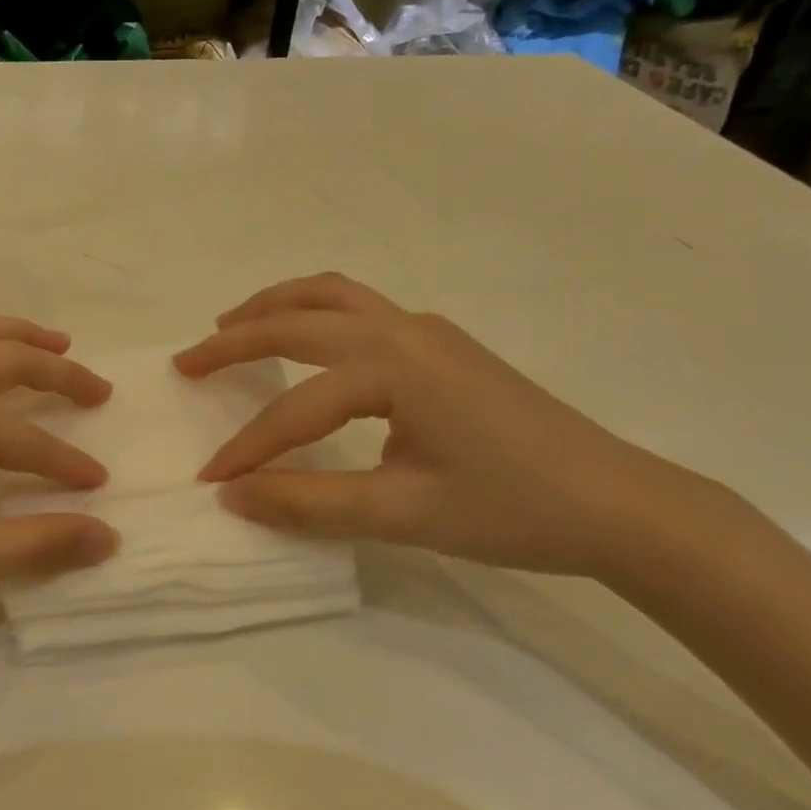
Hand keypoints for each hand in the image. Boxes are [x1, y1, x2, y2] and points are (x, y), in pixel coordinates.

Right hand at [174, 274, 749, 581]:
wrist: (622, 504)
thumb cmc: (514, 509)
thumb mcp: (403, 514)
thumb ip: (310, 503)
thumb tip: (234, 495)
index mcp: (393, 365)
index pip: (296, 406)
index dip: (247, 447)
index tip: (209, 479)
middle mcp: (403, 329)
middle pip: (298, 319)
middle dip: (235, 339)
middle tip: (188, 362)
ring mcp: (427, 330)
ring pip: (331, 295)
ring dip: (274, 307)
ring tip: (230, 326)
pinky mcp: (442, 344)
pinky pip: (358, 308)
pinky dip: (313, 313)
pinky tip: (306, 343)